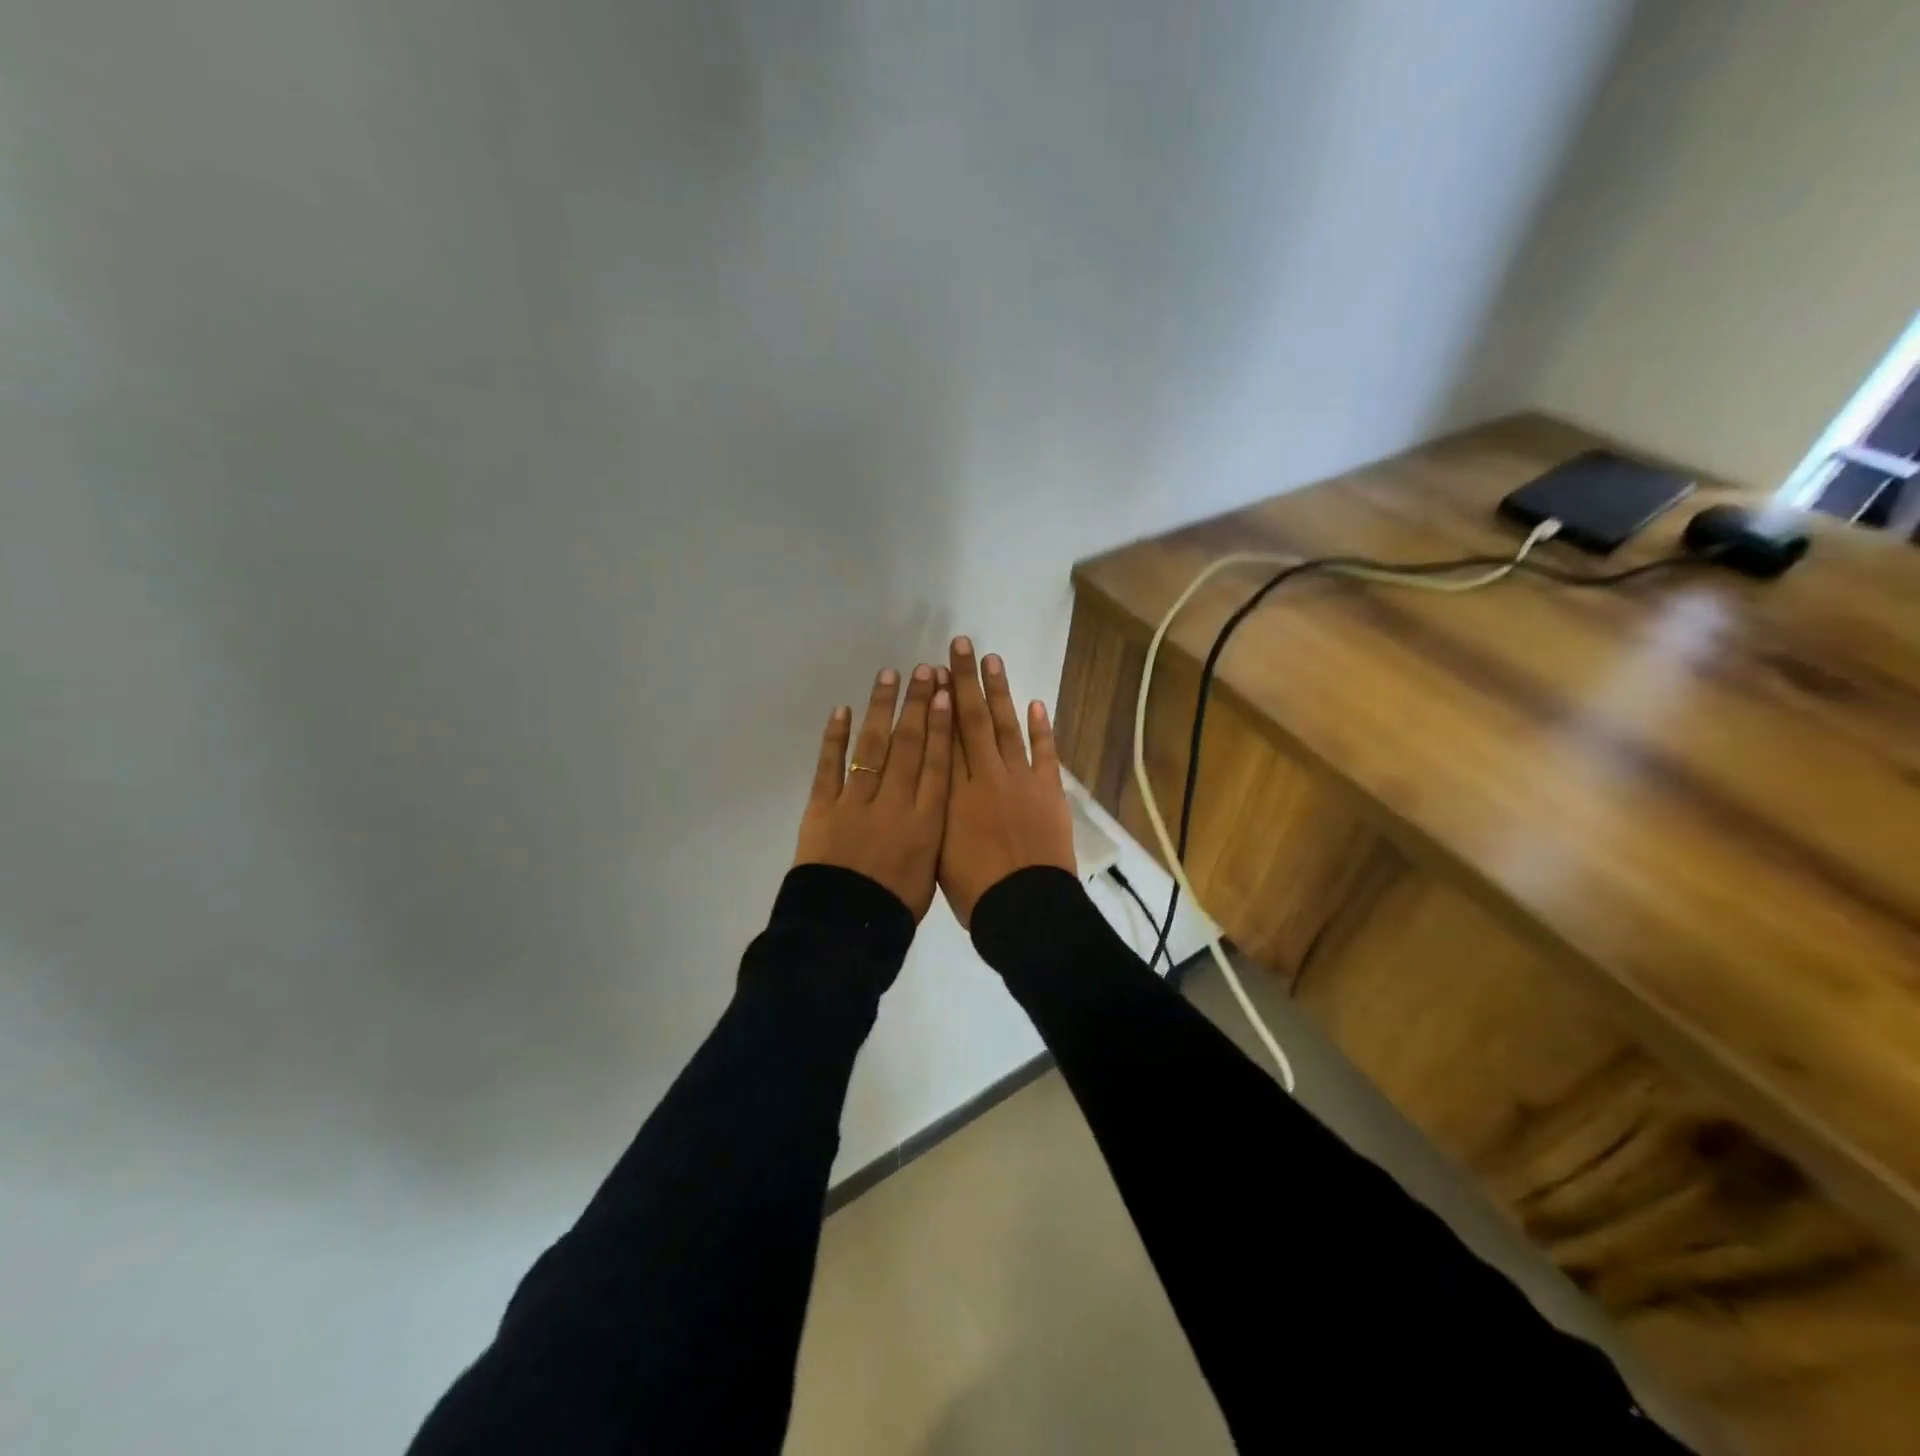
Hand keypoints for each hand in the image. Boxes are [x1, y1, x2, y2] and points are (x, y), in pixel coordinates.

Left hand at [793, 664, 953, 920]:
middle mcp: (895, 802)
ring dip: (881, 708)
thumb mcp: (930, 872)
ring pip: (872, 746)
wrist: (845, 929)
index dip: (942, 726)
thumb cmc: (894, 908)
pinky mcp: (823, 807)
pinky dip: (835, 737)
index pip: (937, 763)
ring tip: (889, 675)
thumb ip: (934, 834)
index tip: (946, 694)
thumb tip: (936, 804)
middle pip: (908, 745)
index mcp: (926, 821)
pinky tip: (842, 710)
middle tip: (925, 670)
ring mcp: (857, 802)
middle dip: (917, 705)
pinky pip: (829, 766)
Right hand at [937, 637, 1075, 927]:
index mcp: (953, 795)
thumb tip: (934, 786)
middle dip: (965, 681)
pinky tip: (1035, 703)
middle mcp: (984, 777)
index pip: (943, 738)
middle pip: (972, 721)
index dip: (939, 704)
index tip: (934, 675)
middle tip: (960, 645)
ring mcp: (1020, 781)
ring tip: (992, 660)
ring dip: (1000, 692)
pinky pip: (1045, 752)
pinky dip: (1040, 728)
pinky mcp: (1049, 791)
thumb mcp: (939, 852)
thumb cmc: (975, 892)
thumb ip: (938, 814)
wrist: (1025, 908)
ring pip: (1006, 727)